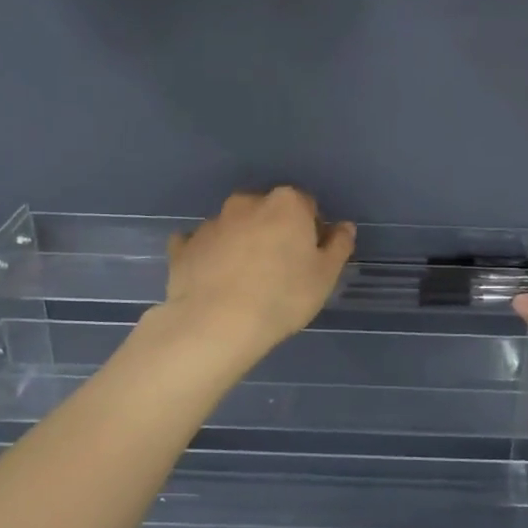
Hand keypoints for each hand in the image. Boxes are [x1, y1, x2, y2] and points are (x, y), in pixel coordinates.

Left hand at [159, 188, 355, 362]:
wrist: (216, 324)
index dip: (311, 230)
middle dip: (274, 230)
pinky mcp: (184, 246)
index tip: (309, 257)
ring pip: (233, 226)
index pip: (306, 206)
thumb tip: (344, 226)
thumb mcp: (325, 276)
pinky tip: (211, 278)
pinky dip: (207, 255)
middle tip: (278, 268)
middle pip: (267, 211)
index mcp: (286, 204)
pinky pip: (199, 245)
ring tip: (243, 280)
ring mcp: (211, 223)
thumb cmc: (283, 297)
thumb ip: (338, 245)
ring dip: (241, 242)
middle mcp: (246, 203)